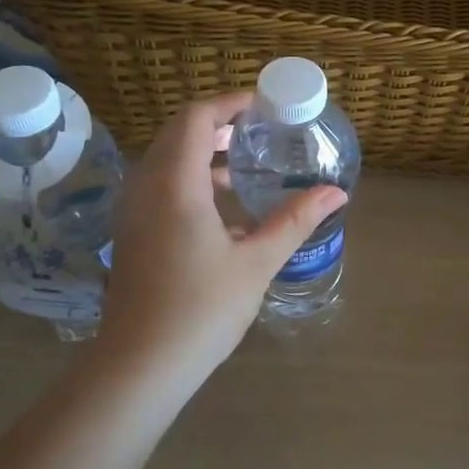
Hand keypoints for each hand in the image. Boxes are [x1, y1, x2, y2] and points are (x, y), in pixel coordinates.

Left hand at [97, 92, 346, 395]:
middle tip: (258, 131)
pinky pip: (159, 186)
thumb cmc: (201, 309)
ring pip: (166, 160)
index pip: (197, 118)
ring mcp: (134, 211)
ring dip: (202, 153)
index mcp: (176, 184)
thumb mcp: (257, 262)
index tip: (262, 106)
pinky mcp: (132, 233)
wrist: (139, 365)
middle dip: (218, 124)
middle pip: (178, 133)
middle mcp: (147, 187)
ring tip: (243, 166)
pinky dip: (189, 179)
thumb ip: (295, 220)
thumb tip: (336, 193)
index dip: (229, 103)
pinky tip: (222, 210)